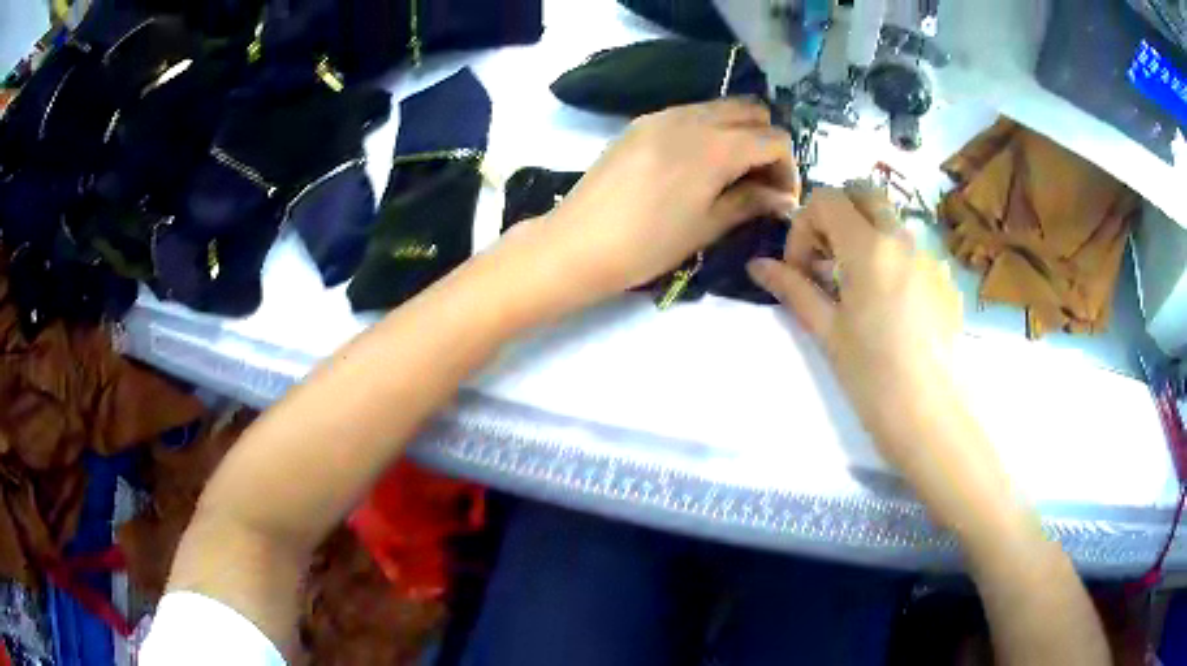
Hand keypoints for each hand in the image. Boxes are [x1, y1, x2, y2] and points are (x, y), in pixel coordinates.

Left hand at [509, 99, 797, 303]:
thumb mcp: (706, 226)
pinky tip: (700, 164)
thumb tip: (783, 199)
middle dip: (767, 143)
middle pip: (751, 111)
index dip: (788, 168)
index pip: (774, 139)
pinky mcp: (641, 122)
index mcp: (715, 145)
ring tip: (733, 173)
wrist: (577, 242)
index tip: (782, 200)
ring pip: (720, 107)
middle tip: (761, 182)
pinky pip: (690, 112)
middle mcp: (692, 118)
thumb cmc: (647, 244)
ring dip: (739, 132)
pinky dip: (709, 129)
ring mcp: (663, 115)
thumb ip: (750, 203)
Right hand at [746, 183, 962, 470]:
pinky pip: (913, 249)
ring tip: (858, 288)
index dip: (805, 226)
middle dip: (838, 216)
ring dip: (865, 235)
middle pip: (863, 194)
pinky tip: (892, 307)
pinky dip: (892, 259)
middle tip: (828, 261)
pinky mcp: (944, 279)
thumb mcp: (827, 331)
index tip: (803, 269)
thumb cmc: (871, 376)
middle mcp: (903, 239)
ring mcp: (929, 256)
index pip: (827, 199)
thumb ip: (794, 289)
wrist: (928, 414)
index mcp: (869, 247)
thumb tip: (757, 265)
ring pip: (890, 220)